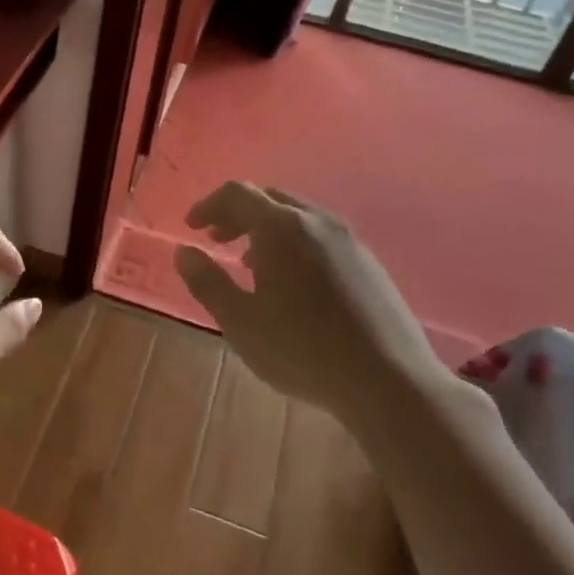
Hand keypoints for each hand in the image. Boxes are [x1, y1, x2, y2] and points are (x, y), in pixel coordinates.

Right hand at [174, 182, 443, 423]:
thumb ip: (207, 282)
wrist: (389, 380)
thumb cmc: (302, 350)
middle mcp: (317, 221)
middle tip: (216, 239)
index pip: (237, 193)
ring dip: (266, 229)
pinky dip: (294, 242)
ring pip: (298, 217)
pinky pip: (321, 236)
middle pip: (269, 198)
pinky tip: (292, 282)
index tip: (191, 227)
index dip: (208, 205)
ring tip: (250, 262)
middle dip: (237, 214)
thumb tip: (184, 251)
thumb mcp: (240, 321)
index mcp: (282, 227)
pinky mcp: (369, 262)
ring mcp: (349, 240)